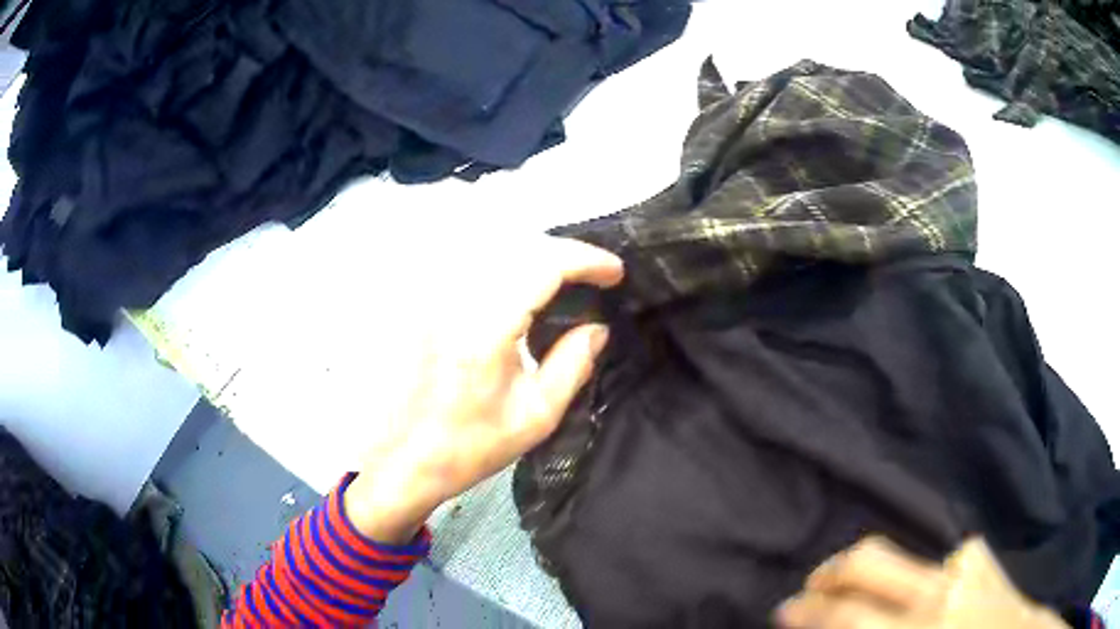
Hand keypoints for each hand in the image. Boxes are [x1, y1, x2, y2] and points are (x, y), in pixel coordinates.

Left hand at [344, 236, 622, 543]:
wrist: (405, 459)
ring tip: (567, 276)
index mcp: (486, 330)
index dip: (585, 259)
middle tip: (595, 274)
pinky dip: (508, 264)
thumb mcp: (535, 416)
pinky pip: (473, 266)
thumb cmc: (470, 446)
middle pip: (519, 246)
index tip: (615, 271)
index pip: (542, 265)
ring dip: (536, 254)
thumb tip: (598, 327)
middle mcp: (456, 301)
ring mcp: (435, 299)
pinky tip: (523, 285)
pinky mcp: (425, 305)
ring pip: (494, 249)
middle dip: (565, 252)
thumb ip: (573, 364)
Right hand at [776, 537, 1069, 628]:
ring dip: (867, 570)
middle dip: (829, 572)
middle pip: (871, 561)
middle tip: (812, 585)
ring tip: (854, 584)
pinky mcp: (978, 553)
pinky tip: (913, 588)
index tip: (785, 609)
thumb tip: (836, 628)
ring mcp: (962, 564)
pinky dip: (911, 571)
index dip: (808, 611)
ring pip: (900, 549)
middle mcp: (938, 590)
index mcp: (920, 627)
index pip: (848, 614)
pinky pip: (933, 556)